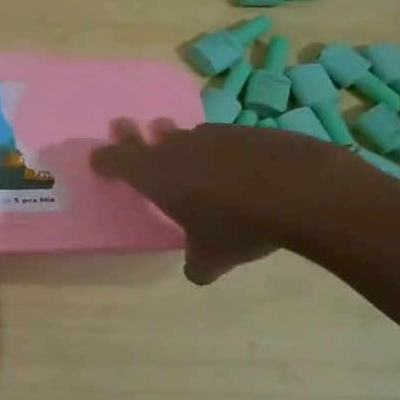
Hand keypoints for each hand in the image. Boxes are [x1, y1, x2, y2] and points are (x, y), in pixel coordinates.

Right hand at [90, 118, 345, 284]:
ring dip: (179, 143)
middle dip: (133, 135)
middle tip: (124, 127)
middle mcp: (177, 149)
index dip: (105, 160)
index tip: (99, 160)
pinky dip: (219, 151)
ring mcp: (212, 136)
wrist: (300, 189)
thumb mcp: (213, 257)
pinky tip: (235, 168)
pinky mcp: (245, 132)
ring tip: (184, 155)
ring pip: (185, 136)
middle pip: (146, 136)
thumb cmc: (239, 224)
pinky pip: (220, 139)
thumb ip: (197, 264)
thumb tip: (197, 273)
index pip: (117, 160)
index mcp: (156, 176)